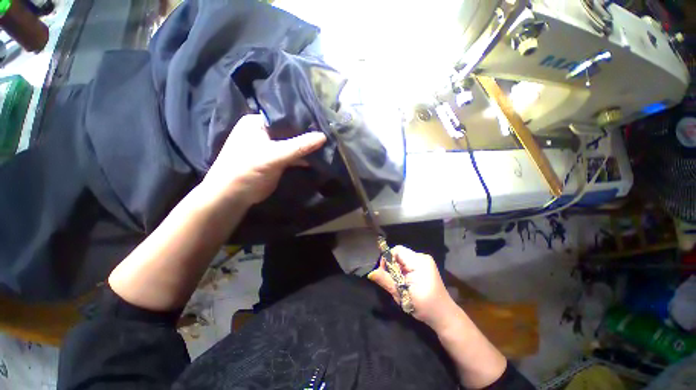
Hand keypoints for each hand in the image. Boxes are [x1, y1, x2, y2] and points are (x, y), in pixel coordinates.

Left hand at [202, 114, 326, 206]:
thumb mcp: (273, 156)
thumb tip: (323, 136)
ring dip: (307, 147)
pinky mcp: (277, 160)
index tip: (323, 121)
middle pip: (291, 130)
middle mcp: (265, 132)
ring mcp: (271, 147)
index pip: (285, 116)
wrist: (233, 196)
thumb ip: (298, 146)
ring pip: (294, 144)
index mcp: (258, 122)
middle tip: (328, 133)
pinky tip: (319, 157)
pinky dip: (304, 157)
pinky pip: (294, 155)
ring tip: (327, 144)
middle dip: (308, 134)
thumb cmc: (247, 170)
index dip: (304, 119)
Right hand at [368, 246, 458, 331]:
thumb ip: (386, 280)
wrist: (444, 316)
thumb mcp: (401, 294)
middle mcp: (422, 257)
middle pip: (399, 254)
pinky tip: (405, 282)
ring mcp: (425, 261)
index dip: (387, 259)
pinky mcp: (425, 266)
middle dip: (392, 266)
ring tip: (399, 284)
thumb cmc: (424, 306)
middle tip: (391, 281)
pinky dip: (403, 271)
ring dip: (397, 269)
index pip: (397, 250)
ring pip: (403, 259)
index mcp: (418, 261)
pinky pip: (408, 263)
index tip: (384, 273)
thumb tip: (370, 273)